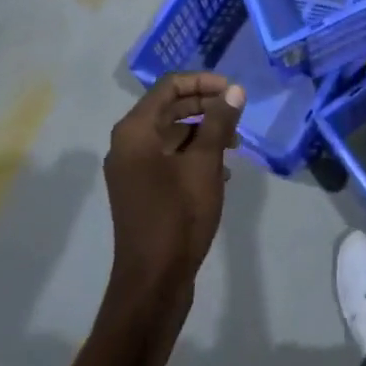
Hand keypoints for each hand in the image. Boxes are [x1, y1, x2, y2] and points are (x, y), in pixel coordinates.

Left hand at [103, 73, 245, 302]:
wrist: (152, 283)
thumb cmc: (178, 215)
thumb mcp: (205, 163)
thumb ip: (219, 122)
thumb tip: (234, 90)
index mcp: (135, 130)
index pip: (169, 86)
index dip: (203, 82)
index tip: (233, 92)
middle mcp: (127, 144)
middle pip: (169, 108)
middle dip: (205, 107)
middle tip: (238, 116)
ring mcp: (132, 169)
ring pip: (171, 134)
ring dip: (203, 132)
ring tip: (235, 145)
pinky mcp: (141, 190)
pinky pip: (168, 157)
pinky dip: (193, 155)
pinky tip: (221, 170)